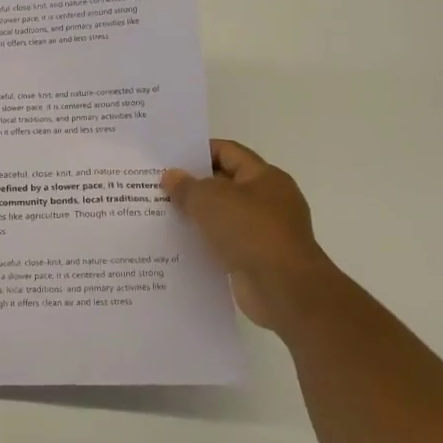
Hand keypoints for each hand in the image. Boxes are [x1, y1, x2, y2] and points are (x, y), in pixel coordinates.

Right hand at [162, 140, 327, 327]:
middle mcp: (269, 200)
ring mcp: (264, 232)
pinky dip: (205, 242)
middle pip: (224, 184)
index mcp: (265, 177)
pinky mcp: (257, 259)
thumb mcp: (209, 200)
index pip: (228, 152)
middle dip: (192, 185)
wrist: (284, 290)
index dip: (198, 151)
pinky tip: (179, 245)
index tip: (169, 159)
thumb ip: (186, 186)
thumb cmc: (251, 232)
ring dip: (196, 216)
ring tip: (162, 215)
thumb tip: (171, 177)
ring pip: (223, 216)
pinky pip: (225, 243)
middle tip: (157, 187)